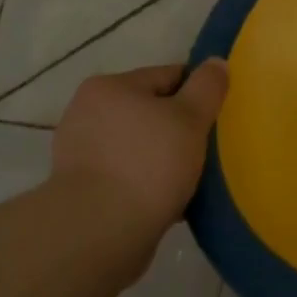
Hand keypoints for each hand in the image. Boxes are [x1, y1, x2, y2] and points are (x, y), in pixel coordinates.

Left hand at [51, 60, 229, 238]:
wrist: (98, 234)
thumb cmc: (148, 164)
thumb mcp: (190, 117)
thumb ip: (207, 86)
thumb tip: (216, 63)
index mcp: (109, 87)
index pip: (168, 77)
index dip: (197, 95)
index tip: (217, 120)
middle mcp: (87, 113)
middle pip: (151, 112)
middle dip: (178, 129)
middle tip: (205, 151)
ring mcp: (79, 154)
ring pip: (139, 146)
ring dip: (162, 159)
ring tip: (189, 181)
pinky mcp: (79, 190)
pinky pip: (125, 176)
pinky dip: (146, 184)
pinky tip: (167, 201)